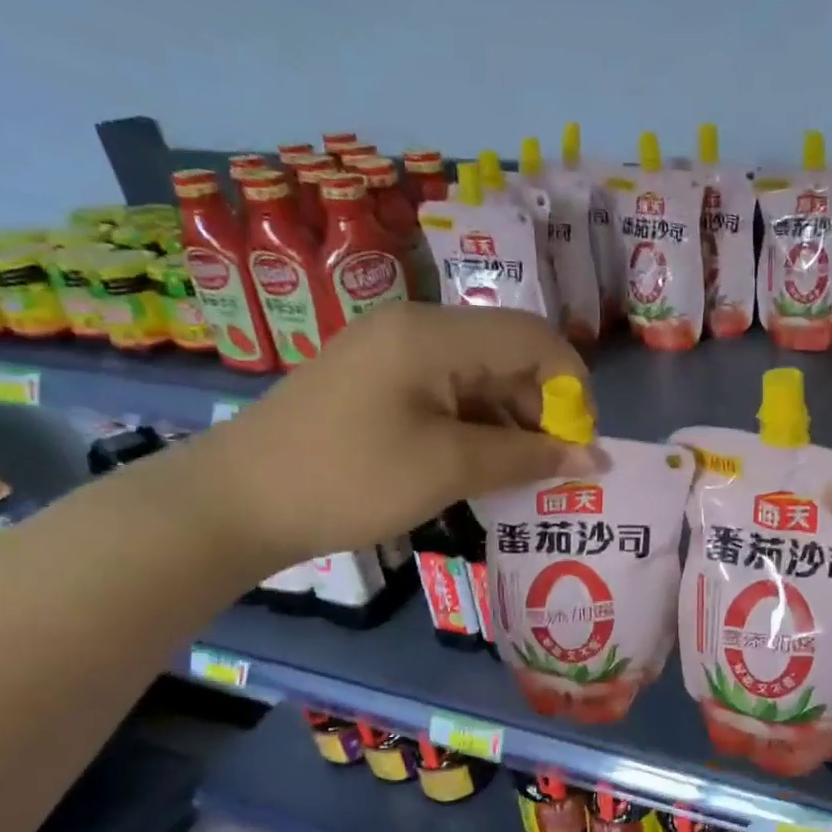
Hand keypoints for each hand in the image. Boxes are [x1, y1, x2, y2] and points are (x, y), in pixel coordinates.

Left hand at [182, 304, 595, 571]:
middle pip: (508, 353)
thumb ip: (527, 458)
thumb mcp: (448, 469)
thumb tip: (595, 459)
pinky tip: (480, 465)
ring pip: (479, 376)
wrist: (236, 503)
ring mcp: (392, 353)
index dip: (572, 388)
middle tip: (553, 469)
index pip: (534, 337)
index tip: (580, 445)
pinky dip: (475, 426)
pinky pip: (447, 393)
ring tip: (520, 476)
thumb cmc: (348, 480)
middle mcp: (415, 327)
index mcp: (433, 333)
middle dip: (542, 409)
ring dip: (510, 422)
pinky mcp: (377, 381)